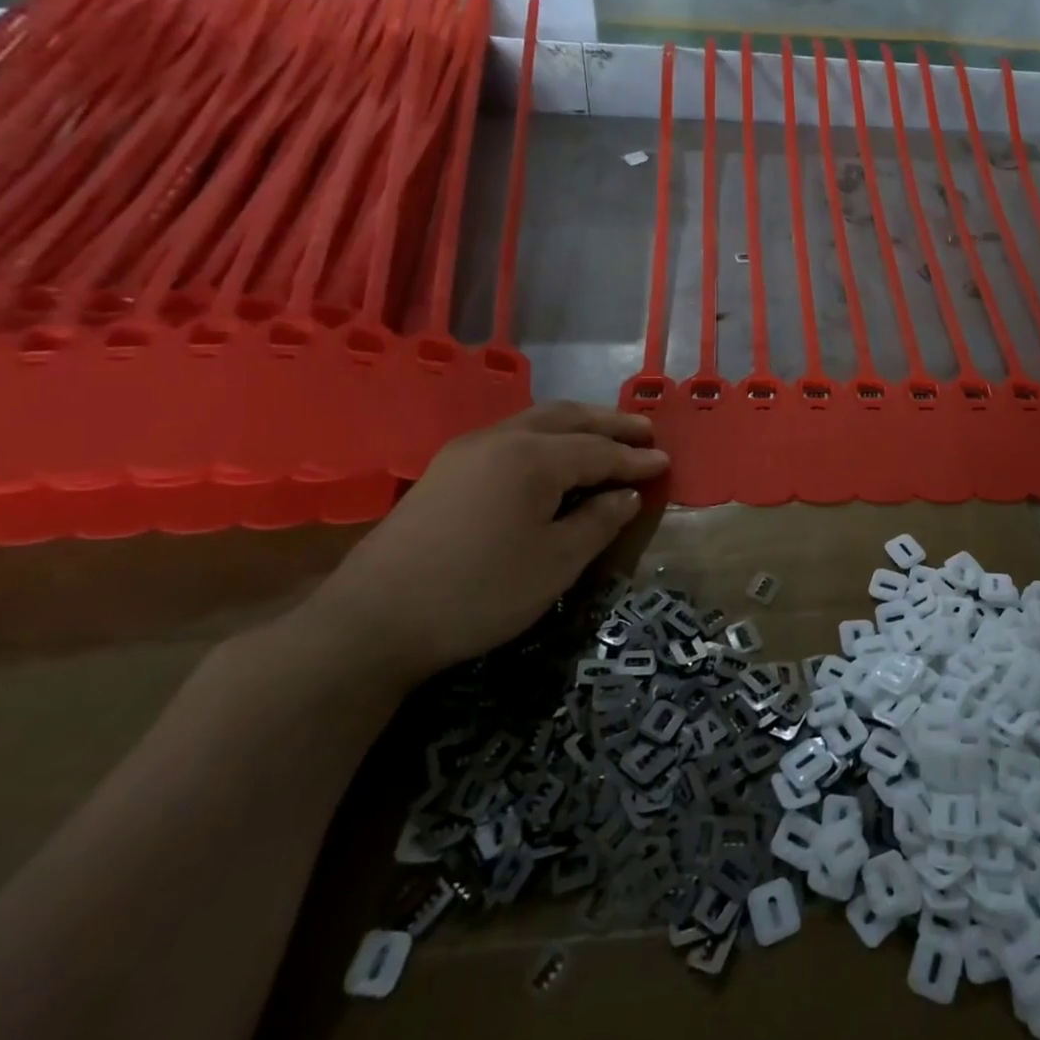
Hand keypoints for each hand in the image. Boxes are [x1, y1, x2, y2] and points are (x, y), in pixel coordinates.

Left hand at [305, 403, 667, 687]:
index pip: (599, 451)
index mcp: (533, 457)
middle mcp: (500, 439)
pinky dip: (545, 438)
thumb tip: (625, 494)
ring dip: (576, 425)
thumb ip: (598, 522)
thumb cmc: (479, 592)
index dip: (635, 459)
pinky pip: (510, 437)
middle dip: (609, 423)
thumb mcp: (556, 563)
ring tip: (605, 437)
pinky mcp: (444, 470)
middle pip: (566, 418)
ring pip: (534, 422)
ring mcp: (466, 451)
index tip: (666, 462)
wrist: (372, 621)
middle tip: (644, 432)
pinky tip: (552, 457)